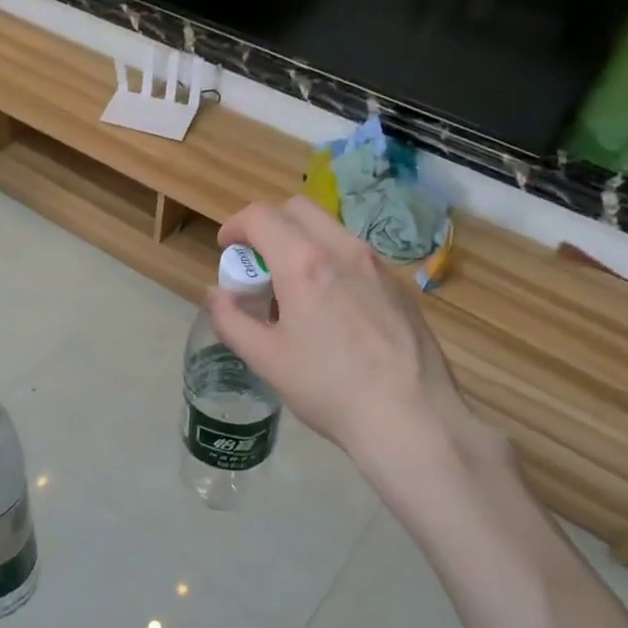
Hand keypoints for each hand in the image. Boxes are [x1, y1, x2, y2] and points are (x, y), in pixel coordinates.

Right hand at [210, 198, 502, 483]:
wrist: (411, 418)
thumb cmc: (329, 388)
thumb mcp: (266, 359)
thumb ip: (231, 320)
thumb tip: (216, 295)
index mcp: (304, 263)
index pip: (261, 216)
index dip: (235, 226)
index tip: (226, 249)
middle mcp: (343, 250)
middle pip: (298, 209)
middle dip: (269, 226)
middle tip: (258, 265)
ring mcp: (377, 265)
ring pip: (330, 230)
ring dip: (301, 243)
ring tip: (295, 291)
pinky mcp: (400, 285)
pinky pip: (356, 257)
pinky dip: (332, 263)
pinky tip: (333, 311)